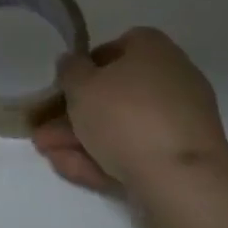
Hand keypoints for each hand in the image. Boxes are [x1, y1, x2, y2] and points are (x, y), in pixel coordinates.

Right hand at [32, 28, 227, 194]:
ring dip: (83, 139)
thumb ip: (70, 70)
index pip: (117, 47)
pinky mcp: (182, 159)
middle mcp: (172, 79)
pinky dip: (106, 159)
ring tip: (49, 155)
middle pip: (116, 93)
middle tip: (45, 131)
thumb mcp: (81, 85)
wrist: (182, 181)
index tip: (65, 87)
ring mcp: (180, 121)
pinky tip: (72, 170)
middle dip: (76, 114)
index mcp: (154, 50)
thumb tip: (72, 63)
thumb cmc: (126, 116)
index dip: (87, 65)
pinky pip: (138, 152)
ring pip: (123, 126)